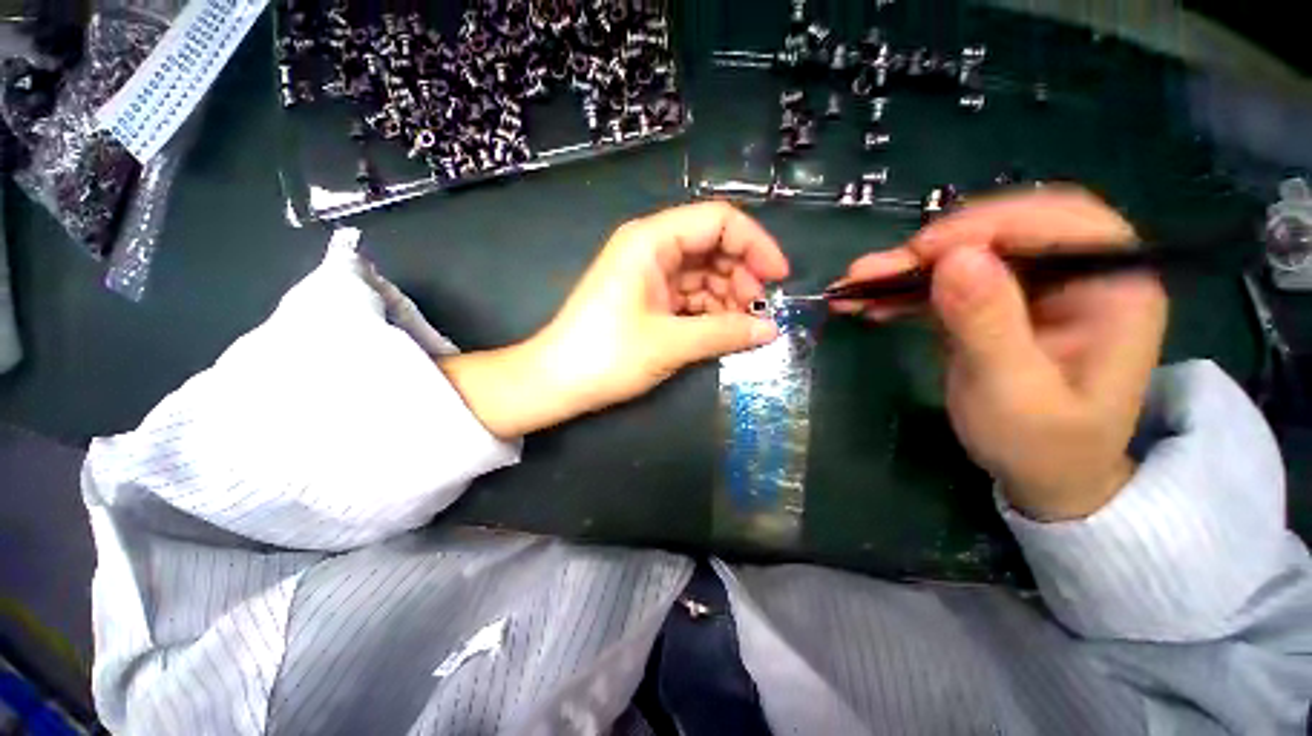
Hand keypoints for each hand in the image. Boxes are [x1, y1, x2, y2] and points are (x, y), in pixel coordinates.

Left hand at [443, 202, 788, 437]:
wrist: (556, 381)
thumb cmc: (607, 355)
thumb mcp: (671, 343)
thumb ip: (725, 332)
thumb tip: (771, 329)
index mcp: (651, 241)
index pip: (718, 221)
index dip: (755, 244)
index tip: (779, 278)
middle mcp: (651, 249)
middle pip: (713, 247)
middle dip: (742, 276)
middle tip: (760, 312)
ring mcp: (649, 275)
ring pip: (703, 274)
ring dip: (728, 297)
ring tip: (743, 327)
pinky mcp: (648, 298)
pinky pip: (690, 296)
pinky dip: (710, 311)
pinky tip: (723, 330)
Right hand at [839, 188, 1166, 520]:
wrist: (1040, 476)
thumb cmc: (1042, 446)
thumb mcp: (1014, 394)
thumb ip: (989, 326)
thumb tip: (955, 258)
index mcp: (1113, 288)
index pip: (1059, 223)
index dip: (989, 226)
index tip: (923, 253)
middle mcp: (1076, 274)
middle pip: (1004, 230)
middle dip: (935, 247)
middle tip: (876, 270)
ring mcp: (1030, 287)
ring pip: (966, 254)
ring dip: (906, 268)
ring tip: (853, 285)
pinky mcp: (992, 303)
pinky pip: (944, 282)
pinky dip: (903, 289)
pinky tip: (867, 301)